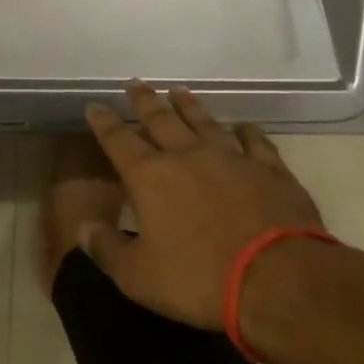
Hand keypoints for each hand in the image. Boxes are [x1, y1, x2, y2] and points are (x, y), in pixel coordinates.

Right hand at [80, 81, 327, 330]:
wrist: (280, 280)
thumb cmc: (200, 279)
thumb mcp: (138, 276)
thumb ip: (106, 249)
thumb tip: (83, 227)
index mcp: (149, 177)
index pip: (118, 140)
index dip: (104, 122)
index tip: (94, 106)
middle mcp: (187, 156)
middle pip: (160, 120)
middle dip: (144, 102)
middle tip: (135, 83)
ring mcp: (231, 159)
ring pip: (204, 122)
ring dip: (189, 106)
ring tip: (178, 91)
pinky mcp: (270, 171)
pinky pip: (255, 142)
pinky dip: (247, 131)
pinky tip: (244, 126)